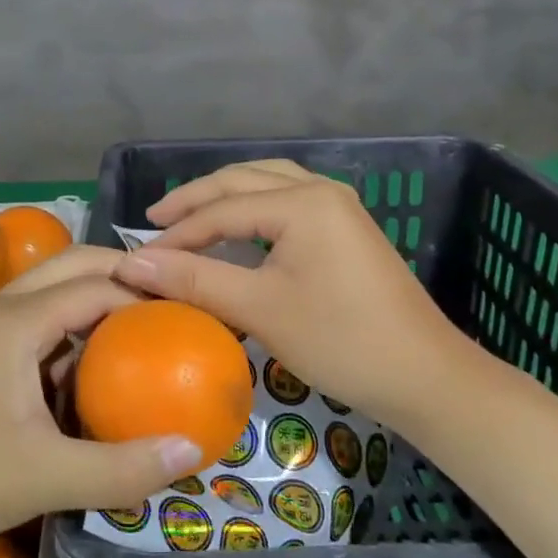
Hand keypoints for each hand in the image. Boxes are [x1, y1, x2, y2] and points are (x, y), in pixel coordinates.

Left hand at [0, 252, 205, 551]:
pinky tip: (85, 359)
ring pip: (48, 286)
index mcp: (17, 321)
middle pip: (72, 264)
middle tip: (167, 300)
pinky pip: (31, 313)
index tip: (186, 313)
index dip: (144, 293)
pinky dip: (67, 320)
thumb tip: (194, 449)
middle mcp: (0, 307)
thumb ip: (122, 468)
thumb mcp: (46, 478)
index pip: (96, 285)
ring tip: (137, 321)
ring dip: (92, 293)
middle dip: (121, 273)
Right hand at [111, 160, 465, 426]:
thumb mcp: (261, 309)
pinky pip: (288, 198)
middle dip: (196, 199)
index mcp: (302, 202)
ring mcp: (339, 206)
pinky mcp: (347, 227)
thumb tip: (132, 264)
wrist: (425, 376)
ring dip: (225, 195)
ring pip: (268, 182)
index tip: (138, 257)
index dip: (177, 233)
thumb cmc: (341, 341)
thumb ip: (195, 280)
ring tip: (189, 214)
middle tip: (154, 221)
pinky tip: (239, 224)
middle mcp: (321, 189)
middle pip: (243, 181)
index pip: (222, 209)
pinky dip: (254, 205)